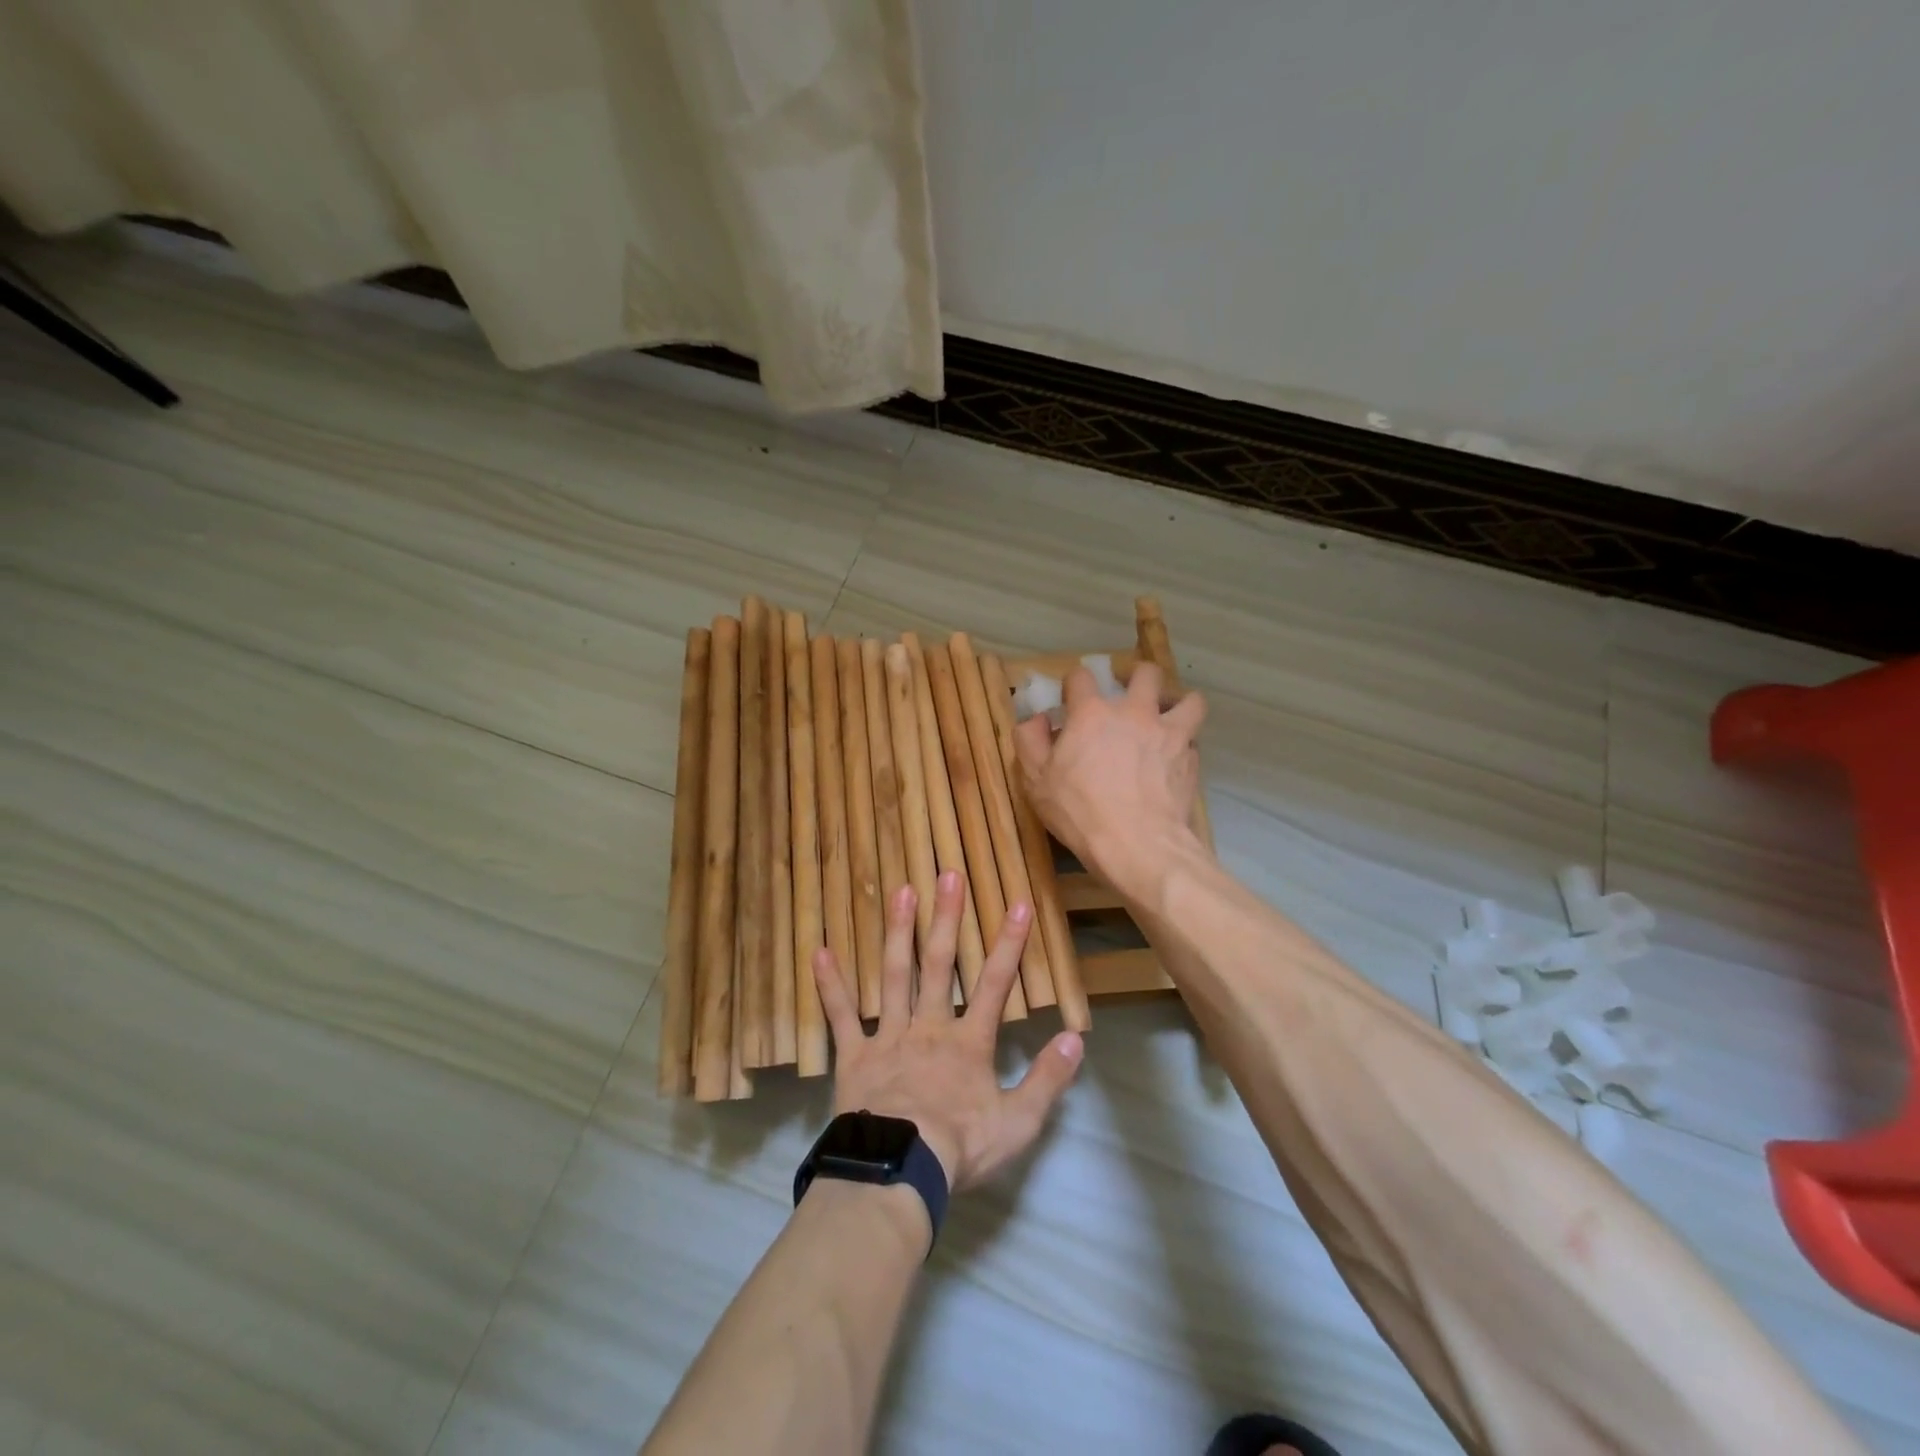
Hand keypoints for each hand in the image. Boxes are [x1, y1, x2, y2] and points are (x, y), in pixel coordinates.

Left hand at [812, 871, 1083, 1192]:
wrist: (898, 1172)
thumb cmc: (960, 1148)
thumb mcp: (1018, 1123)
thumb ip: (1047, 1079)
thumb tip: (1075, 1038)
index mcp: (968, 1043)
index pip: (994, 985)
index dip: (1009, 944)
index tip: (1018, 904)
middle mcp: (928, 1027)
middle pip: (939, 965)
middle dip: (947, 919)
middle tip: (948, 875)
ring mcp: (889, 1038)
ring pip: (894, 976)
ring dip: (898, 933)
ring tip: (901, 892)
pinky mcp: (854, 1056)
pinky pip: (841, 1017)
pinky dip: (831, 985)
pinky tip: (820, 952)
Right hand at [1013, 660, 1208, 905]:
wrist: (1138, 845)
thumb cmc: (1080, 812)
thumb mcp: (1036, 780)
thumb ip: (1030, 742)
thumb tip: (1037, 720)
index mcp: (1092, 713)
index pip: (1081, 676)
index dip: (1073, 683)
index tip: (1070, 698)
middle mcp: (1135, 713)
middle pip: (1145, 673)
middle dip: (1136, 676)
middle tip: (1128, 692)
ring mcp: (1169, 734)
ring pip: (1188, 699)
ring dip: (1176, 703)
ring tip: (1166, 716)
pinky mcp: (1190, 760)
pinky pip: (1193, 740)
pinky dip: (1184, 744)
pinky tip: (1173, 759)